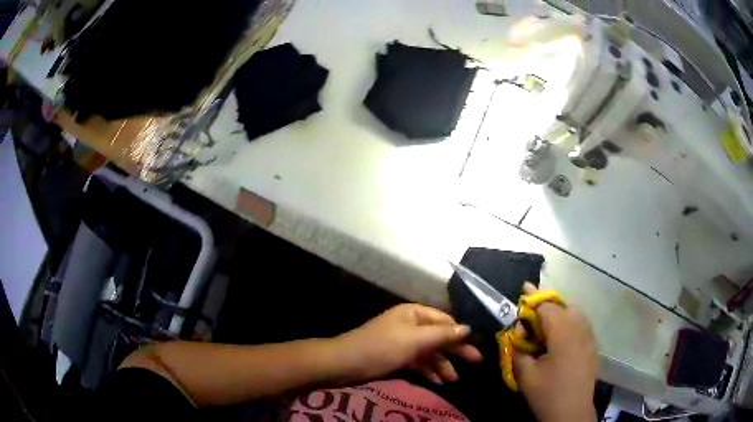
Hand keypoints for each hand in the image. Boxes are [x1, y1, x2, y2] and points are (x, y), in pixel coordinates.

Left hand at [333, 304, 482, 384]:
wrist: (345, 364)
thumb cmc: (381, 348)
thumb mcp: (415, 340)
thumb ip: (442, 334)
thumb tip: (468, 328)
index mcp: (414, 313)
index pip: (445, 320)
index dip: (460, 333)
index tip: (477, 346)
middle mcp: (411, 325)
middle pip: (439, 337)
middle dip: (455, 351)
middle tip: (475, 363)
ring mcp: (403, 342)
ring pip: (429, 352)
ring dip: (442, 364)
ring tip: (454, 380)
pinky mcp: (397, 357)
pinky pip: (418, 362)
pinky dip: (428, 370)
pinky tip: (438, 382)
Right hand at [513, 283, 597, 421]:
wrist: (571, 412)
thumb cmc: (547, 394)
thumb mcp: (525, 374)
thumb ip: (518, 349)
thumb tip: (517, 334)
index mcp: (563, 335)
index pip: (548, 307)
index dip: (534, 298)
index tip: (524, 288)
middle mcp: (580, 330)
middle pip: (564, 305)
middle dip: (547, 303)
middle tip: (531, 310)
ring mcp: (589, 337)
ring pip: (576, 312)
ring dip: (560, 310)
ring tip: (545, 322)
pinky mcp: (592, 346)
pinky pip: (582, 323)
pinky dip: (570, 320)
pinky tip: (560, 335)